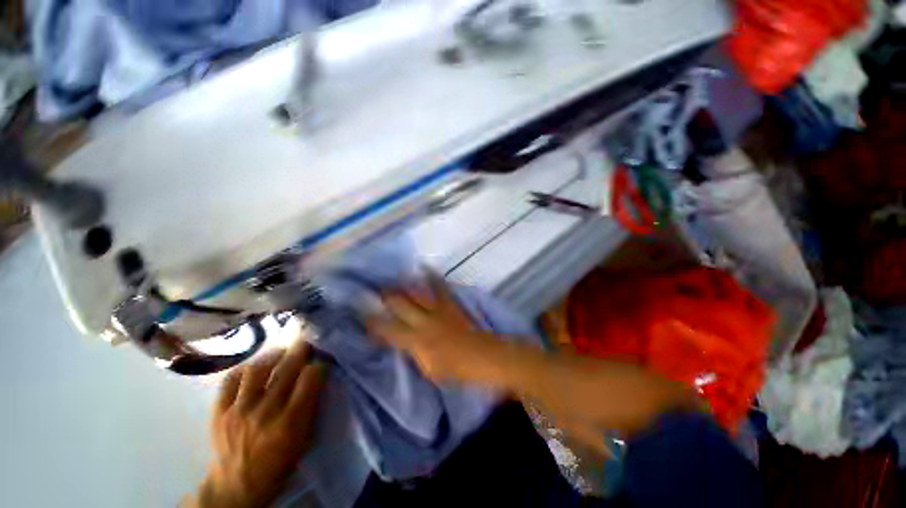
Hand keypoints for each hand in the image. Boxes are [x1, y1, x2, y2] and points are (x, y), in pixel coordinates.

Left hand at [193, 341, 325, 507]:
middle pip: (286, 369)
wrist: (237, 485)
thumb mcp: (305, 439)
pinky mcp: (219, 411)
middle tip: (305, 343)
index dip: (319, 365)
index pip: (310, 378)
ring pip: (258, 370)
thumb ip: (311, 406)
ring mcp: (239, 411)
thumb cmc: (279, 463)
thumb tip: (317, 377)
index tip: (321, 361)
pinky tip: (253, 368)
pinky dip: (244, 369)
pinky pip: (230, 380)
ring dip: (273, 355)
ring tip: (280, 352)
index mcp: (291, 422)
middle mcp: (266, 412)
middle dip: (300, 351)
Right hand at [365, 278, 504, 385]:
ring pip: (417, 292)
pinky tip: (425, 267)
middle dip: (386, 296)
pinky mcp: (450, 303)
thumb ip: (413, 353)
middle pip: (400, 304)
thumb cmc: (455, 369)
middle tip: (374, 290)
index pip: (389, 329)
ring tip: (392, 279)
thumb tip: (401, 341)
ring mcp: (438, 309)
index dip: (373, 322)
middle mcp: (424, 321)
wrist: (481, 355)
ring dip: (403, 286)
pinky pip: (440, 287)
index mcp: (417, 341)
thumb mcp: (428, 370)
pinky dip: (432, 277)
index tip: (362, 314)